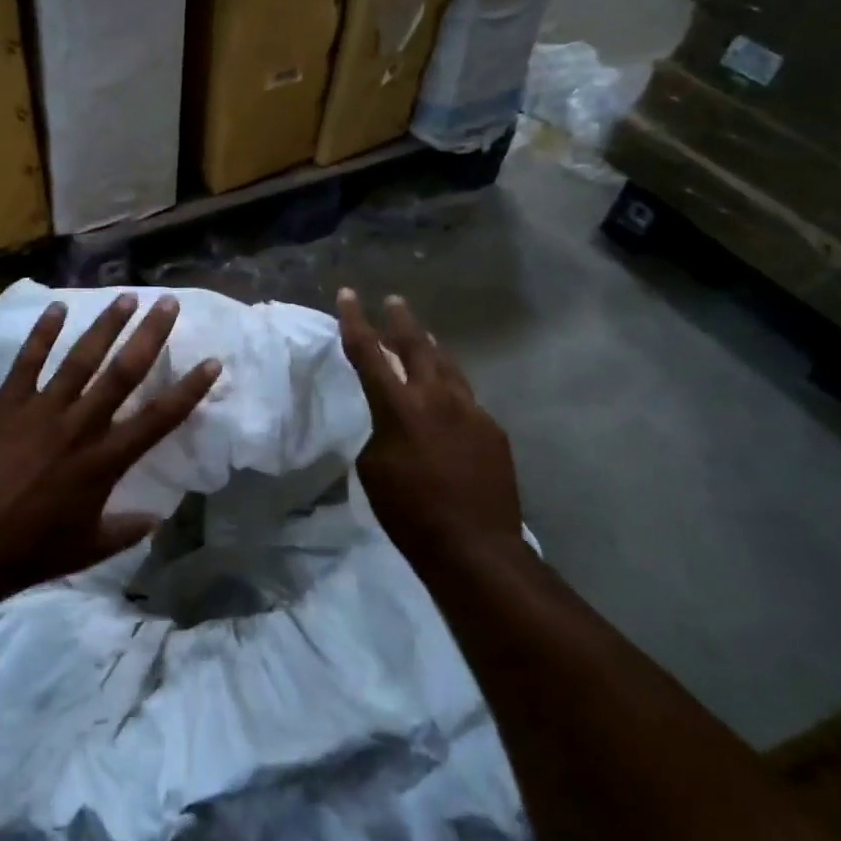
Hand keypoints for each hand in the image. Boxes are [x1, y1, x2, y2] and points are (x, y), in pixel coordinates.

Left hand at [0, 293, 220, 596]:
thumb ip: (127, 530)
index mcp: (105, 461)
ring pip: (80, 358)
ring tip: (126, 297)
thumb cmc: (33, 550)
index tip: (212, 361)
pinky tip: (57, 308)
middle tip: (168, 303)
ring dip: (105, 326)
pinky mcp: (7, 405)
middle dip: (149, 335)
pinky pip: (28, 362)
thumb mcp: (90, 548)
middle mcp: (80, 426)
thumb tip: (156, 518)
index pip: (159, 418)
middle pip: (123, 372)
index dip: (189, 389)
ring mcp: (41, 410)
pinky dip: (42, 334)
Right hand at [337, 288, 523, 563]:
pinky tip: (447, 400)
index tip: (348, 294)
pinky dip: (450, 389)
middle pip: (417, 346)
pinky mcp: (493, 429)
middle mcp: (437, 398)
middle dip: (402, 321)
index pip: (369, 353)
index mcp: (399, 407)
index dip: (355, 321)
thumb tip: (395, 422)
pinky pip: (466, 398)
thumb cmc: (409, 512)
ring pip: (448, 366)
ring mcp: (471, 410)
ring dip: (431, 349)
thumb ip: (381, 432)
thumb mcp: (373, 468)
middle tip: (395, 301)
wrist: (474, 546)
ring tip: (423, 337)